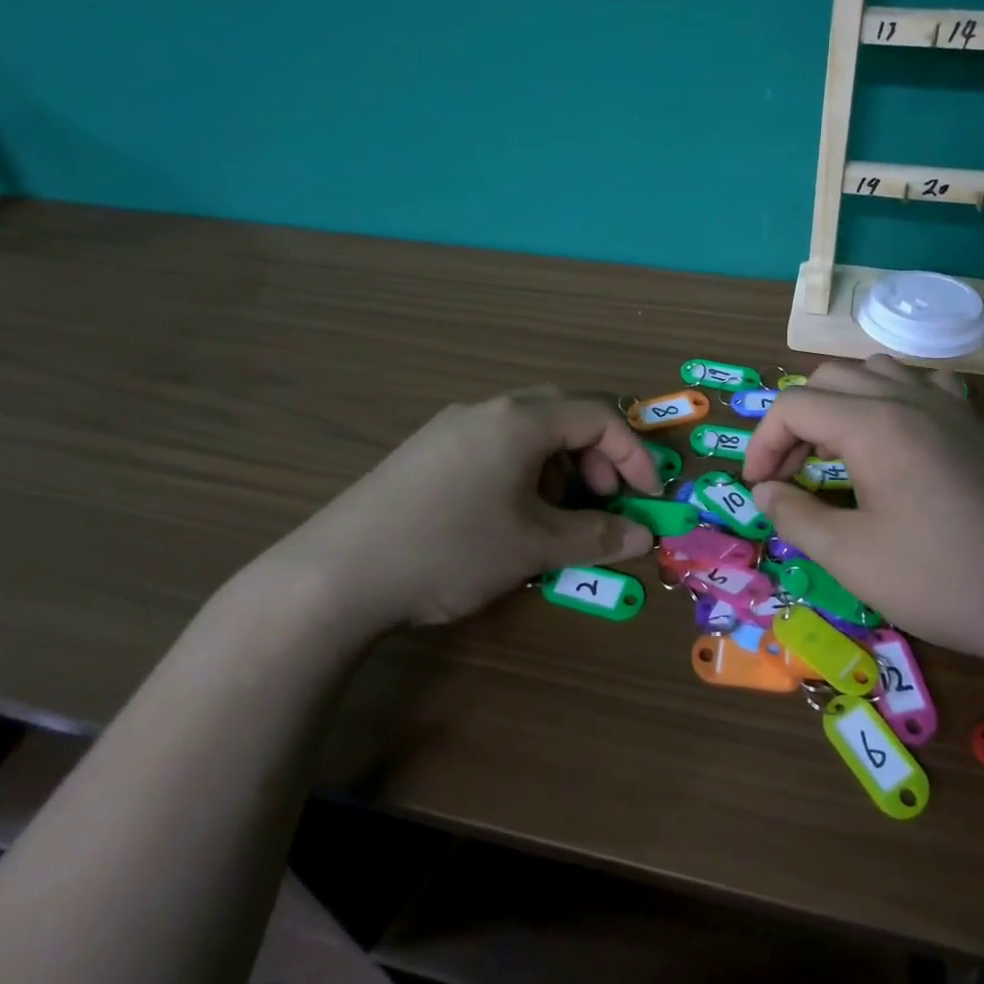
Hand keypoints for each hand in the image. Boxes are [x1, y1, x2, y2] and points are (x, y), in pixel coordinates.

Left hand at [245, 386, 659, 635]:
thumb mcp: (533, 547)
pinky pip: (492, 443)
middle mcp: (486, 409)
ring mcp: (450, 427)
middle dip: (595, 454)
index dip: (634, 455)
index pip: (598, 417)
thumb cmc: (450, 549)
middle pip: (563, 412)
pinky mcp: (424, 450)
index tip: (648, 498)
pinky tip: (507, 514)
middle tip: (601, 499)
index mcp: (520, 419)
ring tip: (554, 513)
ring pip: (526, 428)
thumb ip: (596, 537)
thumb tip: (643, 538)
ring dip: (558, 463)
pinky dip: (521, 469)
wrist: (335, 574)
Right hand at [741, 358, 983, 669]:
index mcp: (873, 424)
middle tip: (789, 474)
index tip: (759, 490)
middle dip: (794, 421)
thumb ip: (796, 516)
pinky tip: (894, 436)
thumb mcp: (853, 558)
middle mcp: (907, 398)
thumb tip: (765, 492)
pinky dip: (890, 398)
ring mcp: (947, 406)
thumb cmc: (945, 579)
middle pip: (827, 379)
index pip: (793, 406)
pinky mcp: (973, 424)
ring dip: (838, 403)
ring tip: (833, 452)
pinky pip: (921, 384)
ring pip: (872, 372)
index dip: (762, 444)